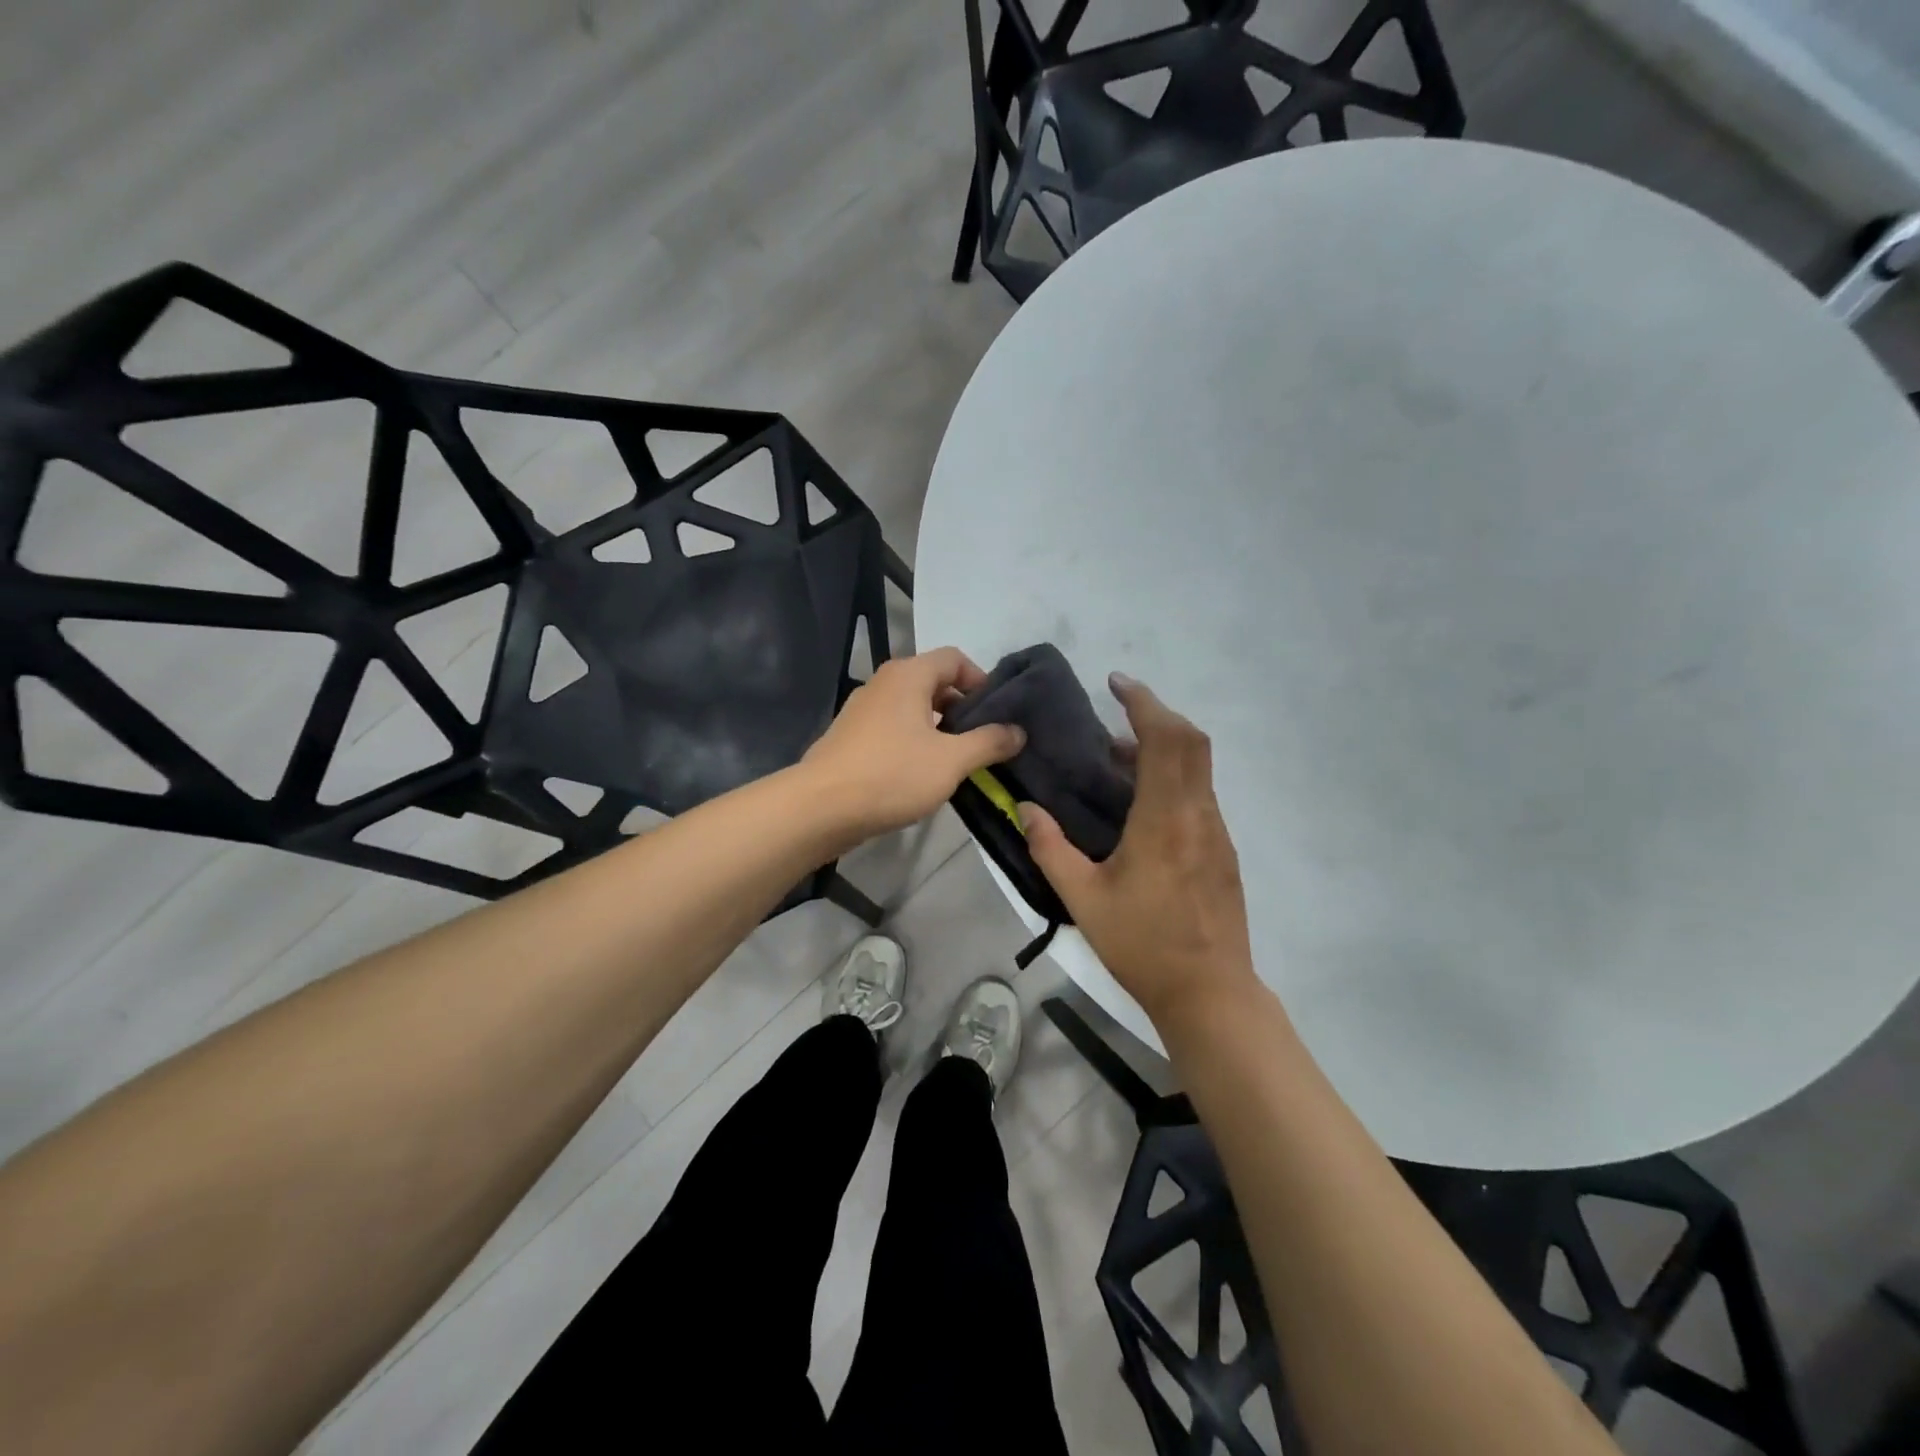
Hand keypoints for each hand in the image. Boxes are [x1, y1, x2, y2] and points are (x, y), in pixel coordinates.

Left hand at [802, 647, 1024, 844]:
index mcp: (908, 675)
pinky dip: (915, 740)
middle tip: (983, 739)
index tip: (998, 713)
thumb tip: (1018, 731)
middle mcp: (884, 683)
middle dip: (963, 707)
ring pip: (913, 707)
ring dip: (940, 727)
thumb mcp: (951, 760)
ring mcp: (863, 709)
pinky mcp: (852, 736)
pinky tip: (924, 773)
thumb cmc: (891, 775)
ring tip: (959, 759)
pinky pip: (894, 727)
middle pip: (934, 681)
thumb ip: (989, 742)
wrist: (821, 808)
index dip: (981, 680)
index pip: (954, 658)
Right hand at [1020, 675, 1257, 1024]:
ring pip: (1198, 767)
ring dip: (1164, 747)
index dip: (1143, 703)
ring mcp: (1217, 832)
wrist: (1209, 992)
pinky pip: (1200, 793)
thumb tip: (1027, 808)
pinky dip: (1173, 776)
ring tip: (1117, 758)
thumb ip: (1050, 848)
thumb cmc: (1142, 944)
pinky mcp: (1223, 851)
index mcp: (1165, 818)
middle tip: (1117, 710)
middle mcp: (1199, 814)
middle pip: (1191, 741)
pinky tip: (1141, 803)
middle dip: (1156, 714)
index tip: (1116, 683)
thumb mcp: (1083, 898)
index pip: (1165, 739)